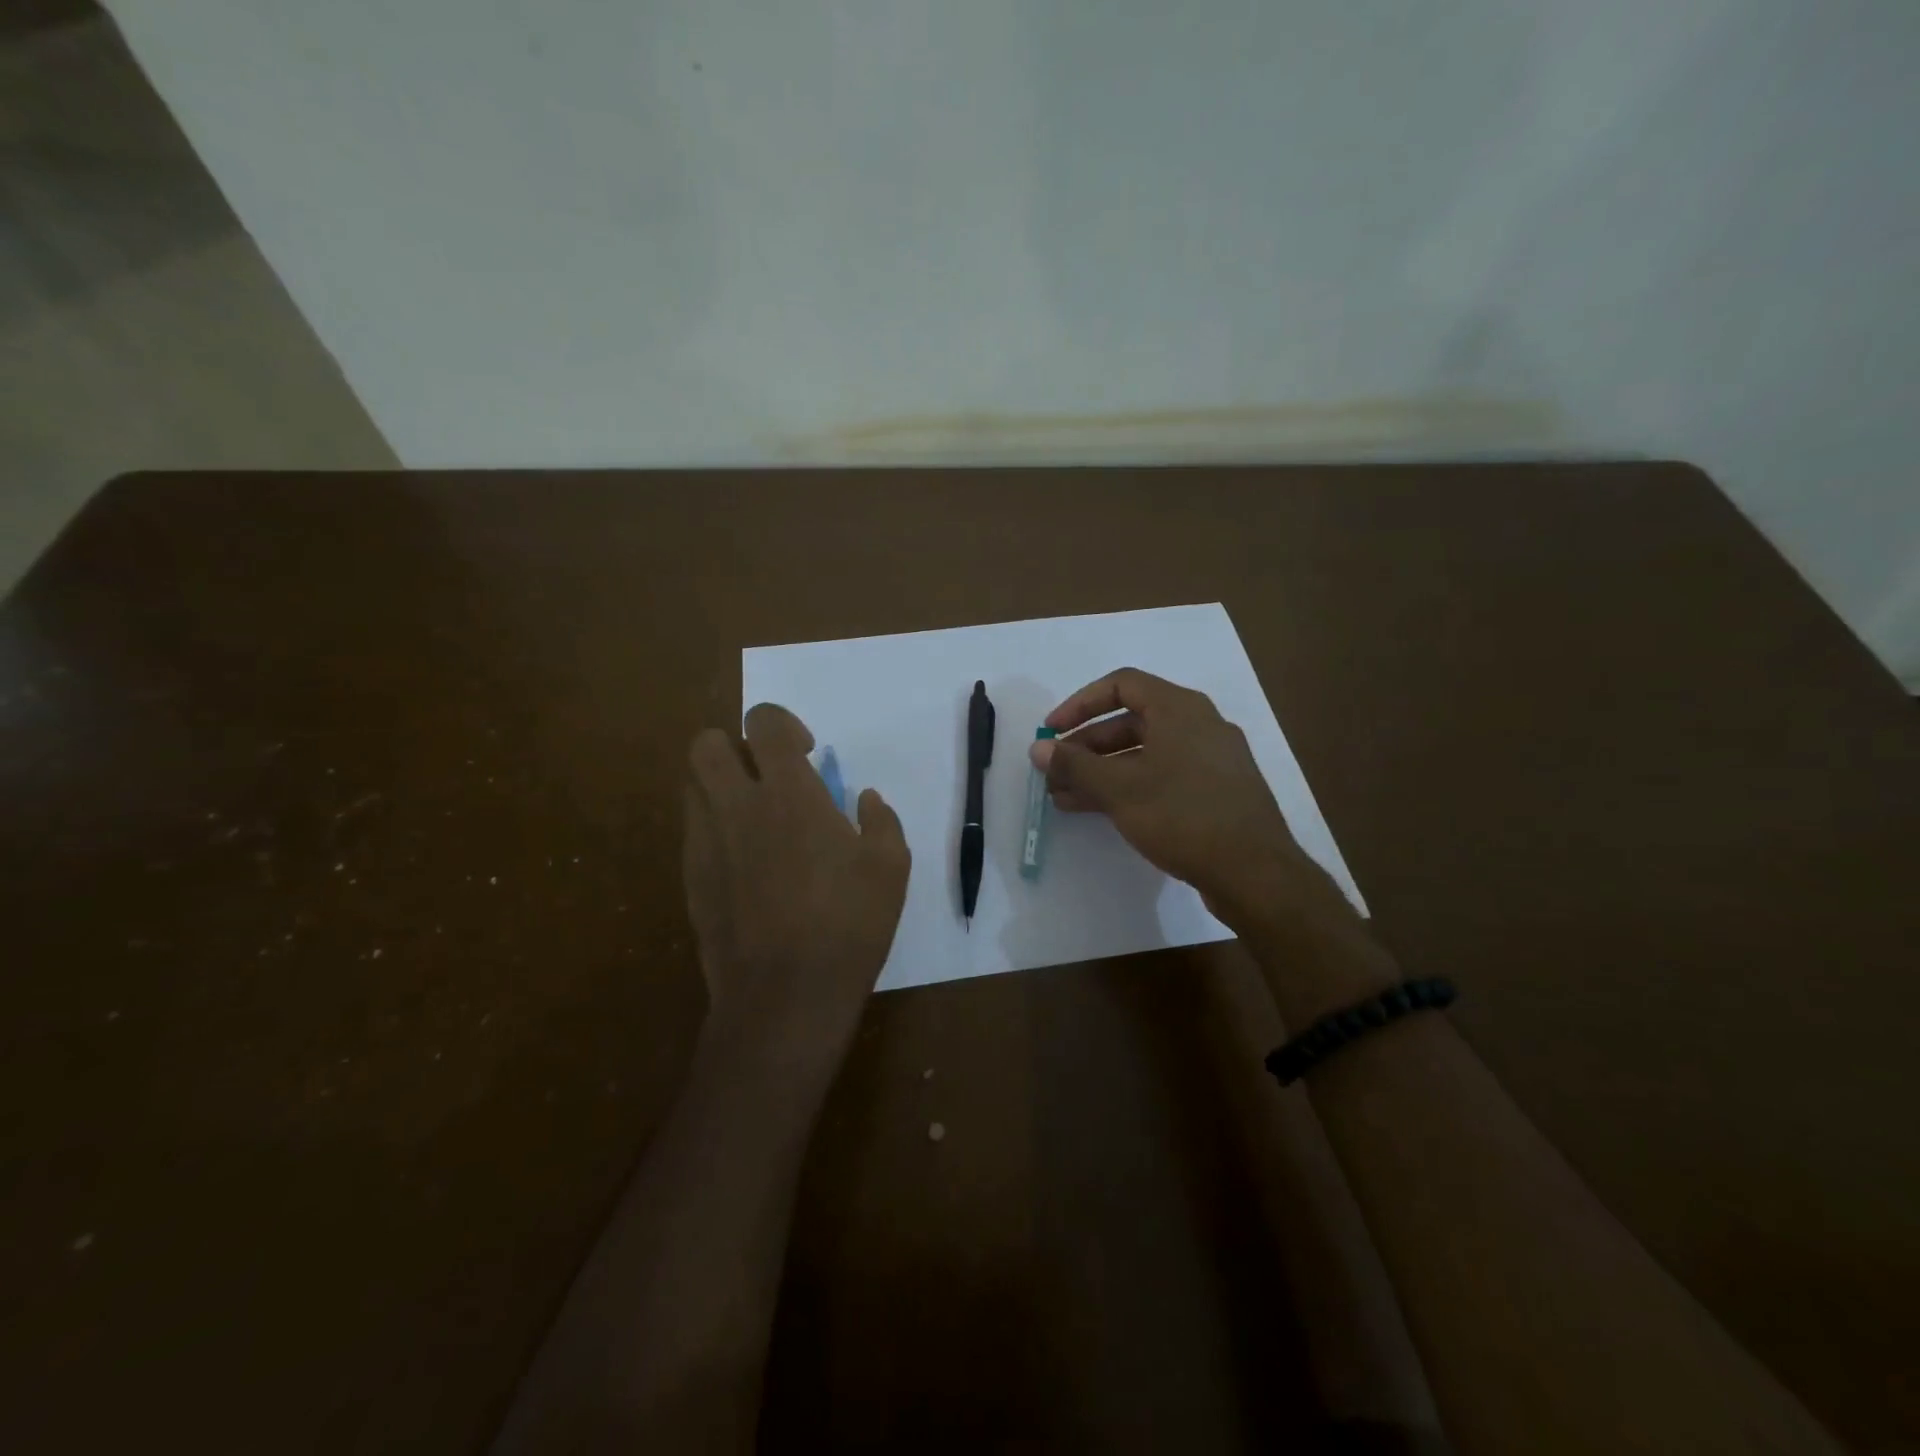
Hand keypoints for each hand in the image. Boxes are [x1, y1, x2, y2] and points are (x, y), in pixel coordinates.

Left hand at [684, 703, 910, 1081]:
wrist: (785, 995)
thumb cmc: (848, 925)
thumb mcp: (891, 868)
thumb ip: (881, 821)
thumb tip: (866, 798)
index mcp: (789, 794)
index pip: (764, 723)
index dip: (783, 724)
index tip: (806, 753)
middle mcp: (737, 806)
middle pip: (707, 743)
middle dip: (735, 745)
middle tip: (768, 776)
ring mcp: (706, 843)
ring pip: (692, 785)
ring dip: (720, 784)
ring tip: (753, 815)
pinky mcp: (691, 878)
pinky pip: (693, 831)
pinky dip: (715, 828)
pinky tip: (745, 862)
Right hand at [1031, 668, 1370, 952]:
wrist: (1254, 872)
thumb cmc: (1182, 816)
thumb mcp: (1119, 789)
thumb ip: (1074, 764)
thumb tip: (1038, 748)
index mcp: (1179, 708)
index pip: (1121, 685)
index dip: (1080, 704)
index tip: (1052, 731)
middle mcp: (1198, 725)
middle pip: (1130, 721)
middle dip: (1086, 746)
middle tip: (1055, 772)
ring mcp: (1210, 760)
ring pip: (1143, 753)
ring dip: (1101, 771)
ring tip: (1063, 797)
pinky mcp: (1215, 792)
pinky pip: (1161, 776)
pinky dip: (1128, 786)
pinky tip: (1099, 811)